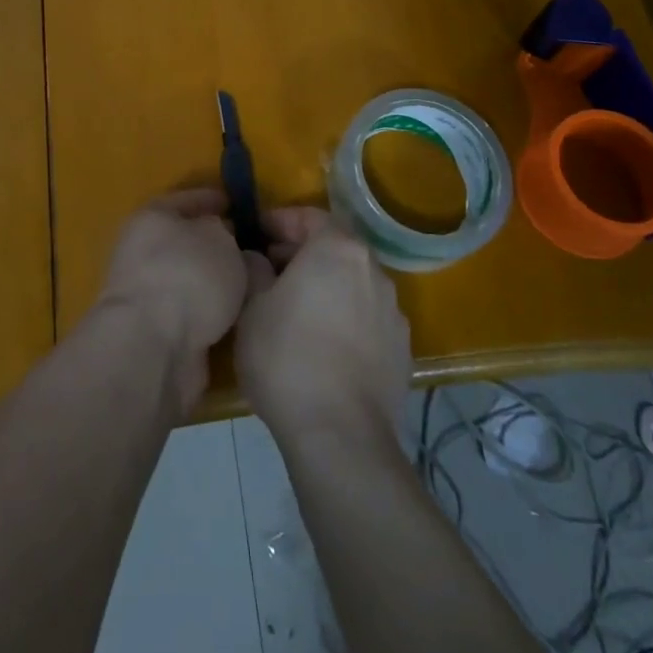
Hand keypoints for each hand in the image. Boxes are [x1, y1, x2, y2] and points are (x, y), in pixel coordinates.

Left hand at [94, 190, 253, 411]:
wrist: (154, 349)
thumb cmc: (187, 276)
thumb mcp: (219, 238)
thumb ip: (226, 233)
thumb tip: (225, 240)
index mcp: (151, 218)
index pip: (187, 199)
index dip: (213, 199)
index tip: (237, 204)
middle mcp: (143, 253)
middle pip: (188, 243)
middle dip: (218, 246)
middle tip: (253, 248)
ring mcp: (148, 295)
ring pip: (192, 281)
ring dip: (218, 284)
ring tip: (256, 285)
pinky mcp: (158, 334)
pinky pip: (195, 314)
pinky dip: (215, 314)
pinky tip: (242, 316)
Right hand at [235, 207, 409, 448]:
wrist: (340, 436)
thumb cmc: (286, 356)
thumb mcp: (251, 305)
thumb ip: (254, 268)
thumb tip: (258, 258)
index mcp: (339, 250)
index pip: (310, 216)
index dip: (280, 221)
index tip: (255, 234)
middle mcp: (374, 272)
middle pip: (334, 249)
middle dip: (301, 255)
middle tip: (267, 272)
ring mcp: (394, 313)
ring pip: (352, 285)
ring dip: (324, 288)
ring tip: (293, 312)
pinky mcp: (402, 352)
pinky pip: (366, 320)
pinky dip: (343, 320)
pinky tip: (321, 346)